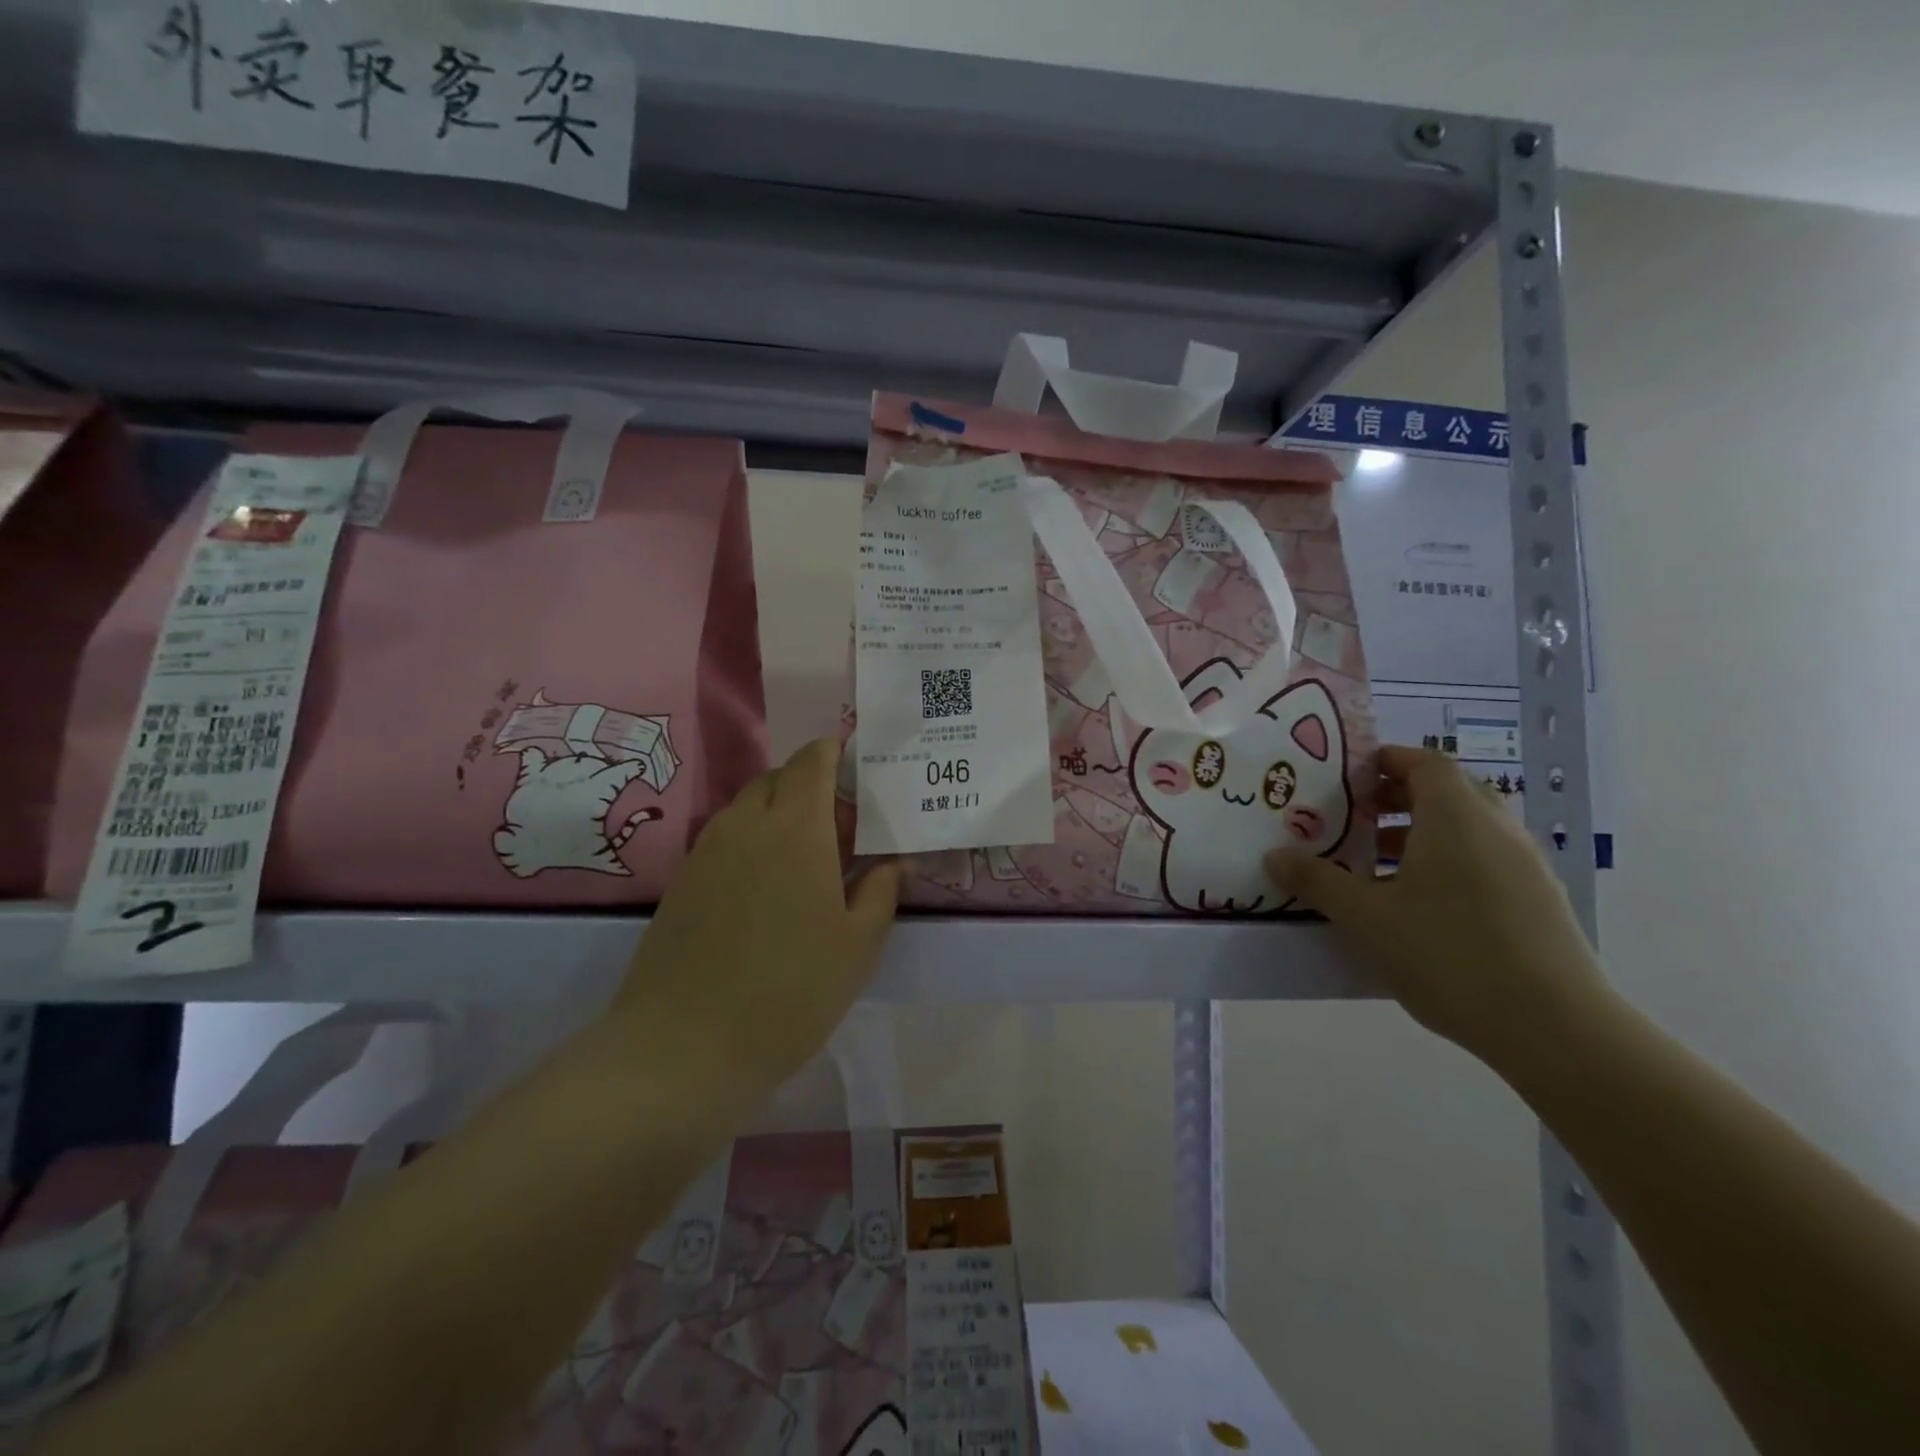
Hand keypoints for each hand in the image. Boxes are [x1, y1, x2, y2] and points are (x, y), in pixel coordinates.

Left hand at [605, 739, 900, 1095]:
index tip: (857, 765)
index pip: (812, 760)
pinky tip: (767, 886)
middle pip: (779, 777)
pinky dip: (752, 839)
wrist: (684, 1046)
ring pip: (749, 806)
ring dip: (780, 811)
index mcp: (796, 827)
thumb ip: (881, 891)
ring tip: (808, 854)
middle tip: (842, 821)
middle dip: (811, 783)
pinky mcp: (683, 879)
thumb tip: (892, 862)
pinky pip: (726, 836)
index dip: (834, 751)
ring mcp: (707, 850)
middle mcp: (747, 823)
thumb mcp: (858, 945)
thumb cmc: (790, 990)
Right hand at [1266, 746, 1613, 1067]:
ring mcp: (1526, 865)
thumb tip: (1275, 857)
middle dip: (1401, 798)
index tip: (1349, 777)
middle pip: (1449, 791)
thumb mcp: (1365, 917)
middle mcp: (1496, 828)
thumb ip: (1317, 882)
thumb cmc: (1447, 953)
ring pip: (1470, 828)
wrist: (1554, 1028)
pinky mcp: (1540, 902)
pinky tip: (1421, 906)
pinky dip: (1451, 863)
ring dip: (1424, 833)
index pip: (1424, 762)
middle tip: (1358, 818)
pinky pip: (1487, 860)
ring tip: (1380, 864)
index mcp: (1455, 816)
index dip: (1386, 760)